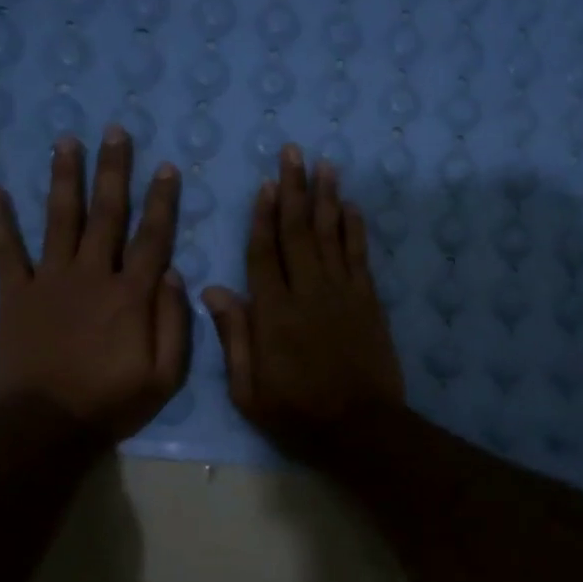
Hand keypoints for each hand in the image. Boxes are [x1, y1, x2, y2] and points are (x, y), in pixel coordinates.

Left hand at [0, 126, 189, 442]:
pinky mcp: (15, 295)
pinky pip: (6, 252)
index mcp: (132, 295)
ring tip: (66, 142)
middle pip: (106, 214)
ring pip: (60, 220)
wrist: (46, 426)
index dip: (162, 201)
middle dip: (113, 171)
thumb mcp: (166, 376)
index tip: (166, 168)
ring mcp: (50, 281)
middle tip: (115, 131)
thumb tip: (176, 275)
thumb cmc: (112, 402)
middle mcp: (92, 276)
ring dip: (64, 179)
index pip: (152, 237)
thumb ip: (176, 324)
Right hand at [202, 145, 404, 459]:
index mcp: (274, 313)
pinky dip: (355, 229)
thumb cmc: (298, 414)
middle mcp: (308, 292)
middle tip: (293, 153)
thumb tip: (213, 290)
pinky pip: (360, 256)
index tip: (264, 185)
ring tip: (324, 165)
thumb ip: (234, 337)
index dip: (262, 217)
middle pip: (299, 232)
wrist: (361, 428)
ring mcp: (343, 293)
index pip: (264, 253)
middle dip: (295, 190)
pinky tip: (352, 207)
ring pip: (332, 235)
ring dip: (327, 198)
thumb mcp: (249, 390)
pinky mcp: (369, 301)